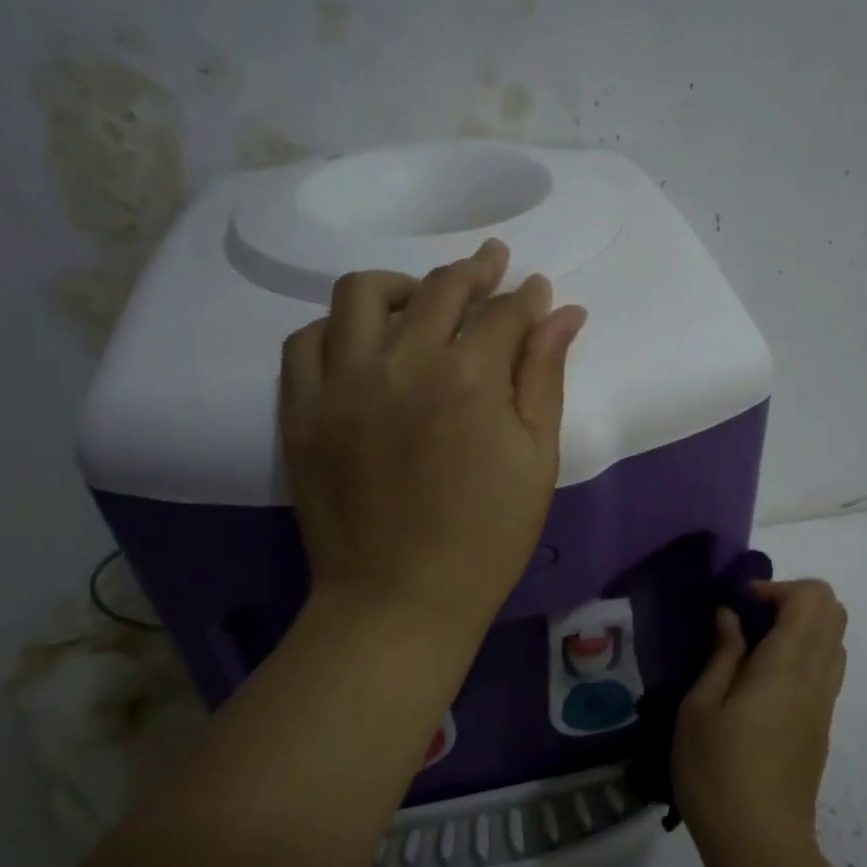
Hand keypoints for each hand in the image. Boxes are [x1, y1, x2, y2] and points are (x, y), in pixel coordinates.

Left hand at [277, 239, 586, 641]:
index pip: (503, 312)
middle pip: (439, 288)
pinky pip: (307, 341)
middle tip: (493, 264)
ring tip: (421, 300)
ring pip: (361, 294)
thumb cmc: (486, 538)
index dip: (527, 298)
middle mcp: (401, 363)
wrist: (398, 601)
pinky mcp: (302, 410)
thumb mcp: (535, 459)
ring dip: (401, 286)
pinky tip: (361, 344)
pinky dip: (337, 328)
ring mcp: (342, 383)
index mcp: (468, 378)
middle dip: (476, 270)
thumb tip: (564, 313)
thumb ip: (545, 377)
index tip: (537, 292)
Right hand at [672, 579, 847, 866]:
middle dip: (791, 600)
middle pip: (832, 611)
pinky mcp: (822, 726)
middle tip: (748, 621)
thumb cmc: (718, 773)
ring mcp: (824, 703)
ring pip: (834, 640)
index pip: (812, 598)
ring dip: (799, 628)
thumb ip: (722, 654)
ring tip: (753, 650)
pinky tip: (762, 684)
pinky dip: (803, 654)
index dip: (776, 588)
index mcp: (787, 667)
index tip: (739, 607)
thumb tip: (731, 616)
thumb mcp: (700, 709)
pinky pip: (826, 669)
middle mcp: (816, 678)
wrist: (761, 848)